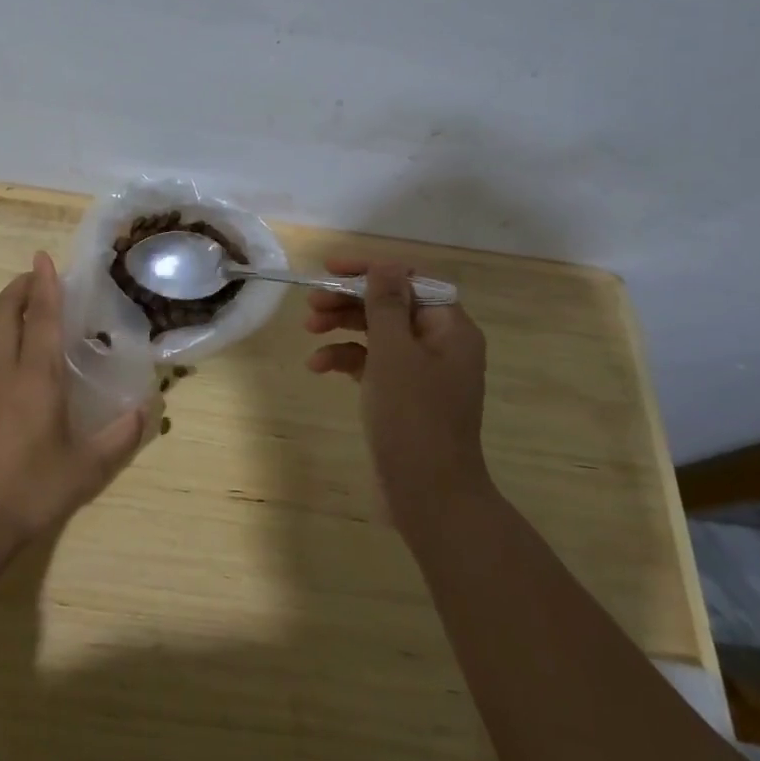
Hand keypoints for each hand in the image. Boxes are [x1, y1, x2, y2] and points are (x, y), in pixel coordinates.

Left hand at [0, 251, 144, 542]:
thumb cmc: (31, 489)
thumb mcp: (86, 468)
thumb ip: (119, 436)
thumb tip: (145, 410)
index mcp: (35, 379)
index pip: (39, 319)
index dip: (44, 286)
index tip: (43, 257)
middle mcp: (5, 373)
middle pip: (3, 315)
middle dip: (18, 288)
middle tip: (36, 275)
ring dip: (4, 308)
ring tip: (23, 303)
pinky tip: (12, 350)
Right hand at [305, 259, 492, 530]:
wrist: (429, 496)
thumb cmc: (413, 417)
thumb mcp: (394, 353)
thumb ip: (386, 304)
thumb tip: (385, 264)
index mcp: (450, 328)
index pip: (410, 280)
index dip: (371, 270)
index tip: (331, 269)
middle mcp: (440, 344)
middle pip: (390, 305)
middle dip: (350, 300)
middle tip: (311, 303)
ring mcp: (421, 372)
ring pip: (377, 333)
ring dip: (342, 326)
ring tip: (308, 329)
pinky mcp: (402, 396)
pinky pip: (372, 364)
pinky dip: (346, 359)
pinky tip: (318, 367)